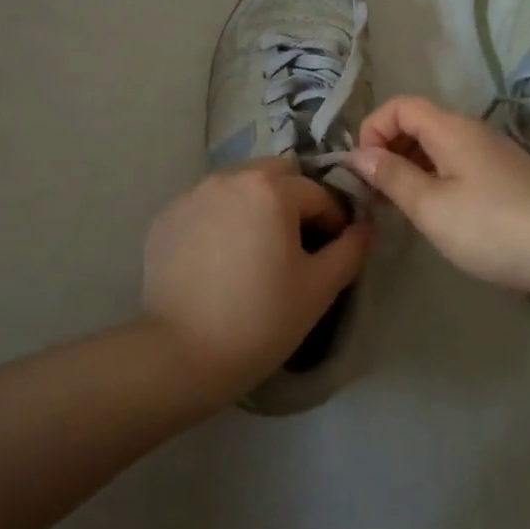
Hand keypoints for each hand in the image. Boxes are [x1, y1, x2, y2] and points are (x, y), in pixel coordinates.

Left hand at [142, 157, 372, 405]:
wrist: (181, 354)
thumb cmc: (261, 318)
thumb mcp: (320, 287)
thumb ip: (350, 249)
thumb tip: (364, 228)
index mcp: (271, 188)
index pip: (318, 193)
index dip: (333, 222)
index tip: (331, 253)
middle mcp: (230, 178)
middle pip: (276, 175)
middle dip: (293, 201)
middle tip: (293, 245)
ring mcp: (192, 195)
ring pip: (238, 185)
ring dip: (256, 204)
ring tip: (255, 248)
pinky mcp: (166, 217)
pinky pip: (207, 205)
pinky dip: (221, 219)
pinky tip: (220, 258)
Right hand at [346, 95, 529, 304]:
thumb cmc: (492, 227)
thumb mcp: (430, 206)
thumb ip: (391, 177)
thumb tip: (357, 154)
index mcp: (451, 128)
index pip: (400, 106)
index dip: (372, 129)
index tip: (362, 170)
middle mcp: (473, 132)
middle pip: (419, 125)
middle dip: (388, 152)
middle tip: (375, 196)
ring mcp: (494, 156)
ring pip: (439, 149)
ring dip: (411, 170)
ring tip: (400, 210)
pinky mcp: (508, 180)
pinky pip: (459, 167)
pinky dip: (436, 182)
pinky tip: (437, 217)